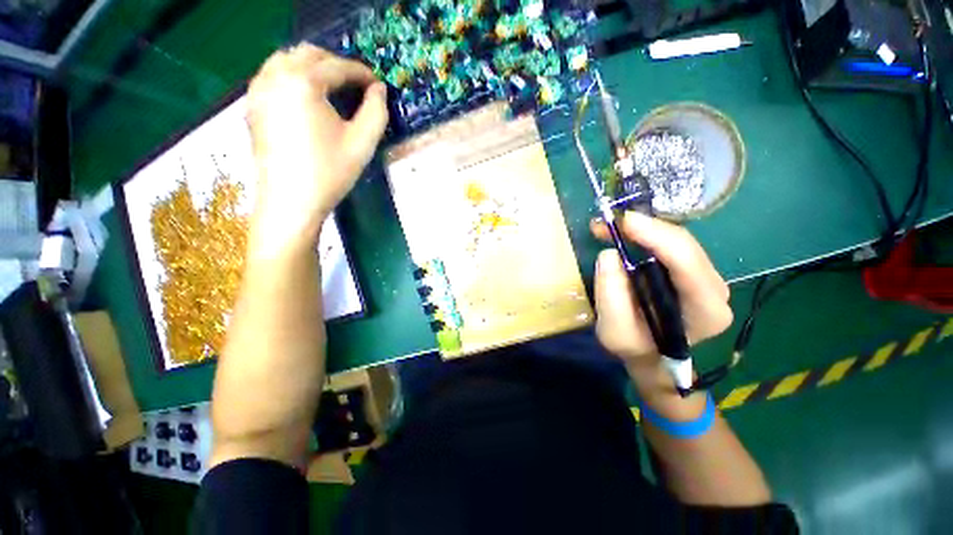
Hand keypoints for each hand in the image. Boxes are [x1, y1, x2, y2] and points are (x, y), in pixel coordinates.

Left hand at [245, 44, 387, 253]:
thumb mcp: (362, 144)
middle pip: (308, 54)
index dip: (361, 72)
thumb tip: (379, 90)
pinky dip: (292, 76)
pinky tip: (305, 97)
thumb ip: (376, 112)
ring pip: (286, 60)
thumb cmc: (330, 173)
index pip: (337, 66)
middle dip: (336, 64)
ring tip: (332, 87)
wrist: (291, 202)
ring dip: (312, 67)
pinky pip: (272, 76)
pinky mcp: (252, 106)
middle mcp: (275, 77)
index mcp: (303, 83)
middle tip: (356, 84)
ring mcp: (258, 90)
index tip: (377, 84)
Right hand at [591, 212, 731, 379]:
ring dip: (643, 229)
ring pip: (679, 241)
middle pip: (685, 245)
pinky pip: (672, 245)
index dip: (657, 237)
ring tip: (610, 228)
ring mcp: (707, 278)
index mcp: (706, 311)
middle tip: (609, 223)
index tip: (623, 222)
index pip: (687, 263)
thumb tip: (609, 254)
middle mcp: (716, 290)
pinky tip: (625, 233)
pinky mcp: (693, 272)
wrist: (652, 356)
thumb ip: (611, 296)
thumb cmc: (635, 348)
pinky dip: (646, 235)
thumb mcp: (614, 332)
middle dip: (645, 228)